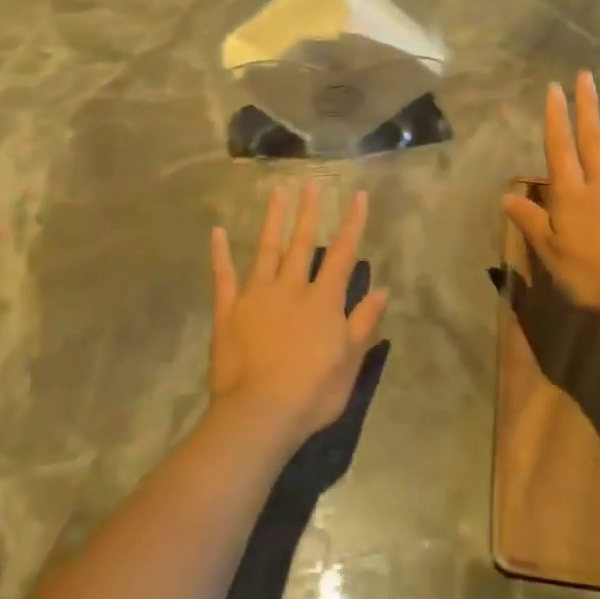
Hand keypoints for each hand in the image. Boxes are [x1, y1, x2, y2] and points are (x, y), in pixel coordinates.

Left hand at [209, 184, 388, 450]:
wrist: (259, 414)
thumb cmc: (312, 392)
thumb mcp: (349, 362)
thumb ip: (363, 323)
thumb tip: (381, 290)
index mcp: (323, 300)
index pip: (342, 254)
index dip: (352, 223)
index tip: (358, 196)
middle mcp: (291, 287)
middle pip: (302, 243)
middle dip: (309, 212)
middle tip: (312, 184)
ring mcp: (257, 295)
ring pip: (267, 249)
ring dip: (273, 219)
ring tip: (278, 192)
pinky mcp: (229, 310)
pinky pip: (224, 277)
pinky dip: (220, 254)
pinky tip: (218, 231)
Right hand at [503, 71, 599, 325]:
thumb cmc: (593, 274)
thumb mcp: (551, 253)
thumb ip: (531, 222)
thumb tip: (506, 196)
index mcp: (572, 194)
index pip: (560, 148)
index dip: (556, 118)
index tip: (555, 89)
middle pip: (592, 139)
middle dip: (586, 106)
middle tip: (584, 76)